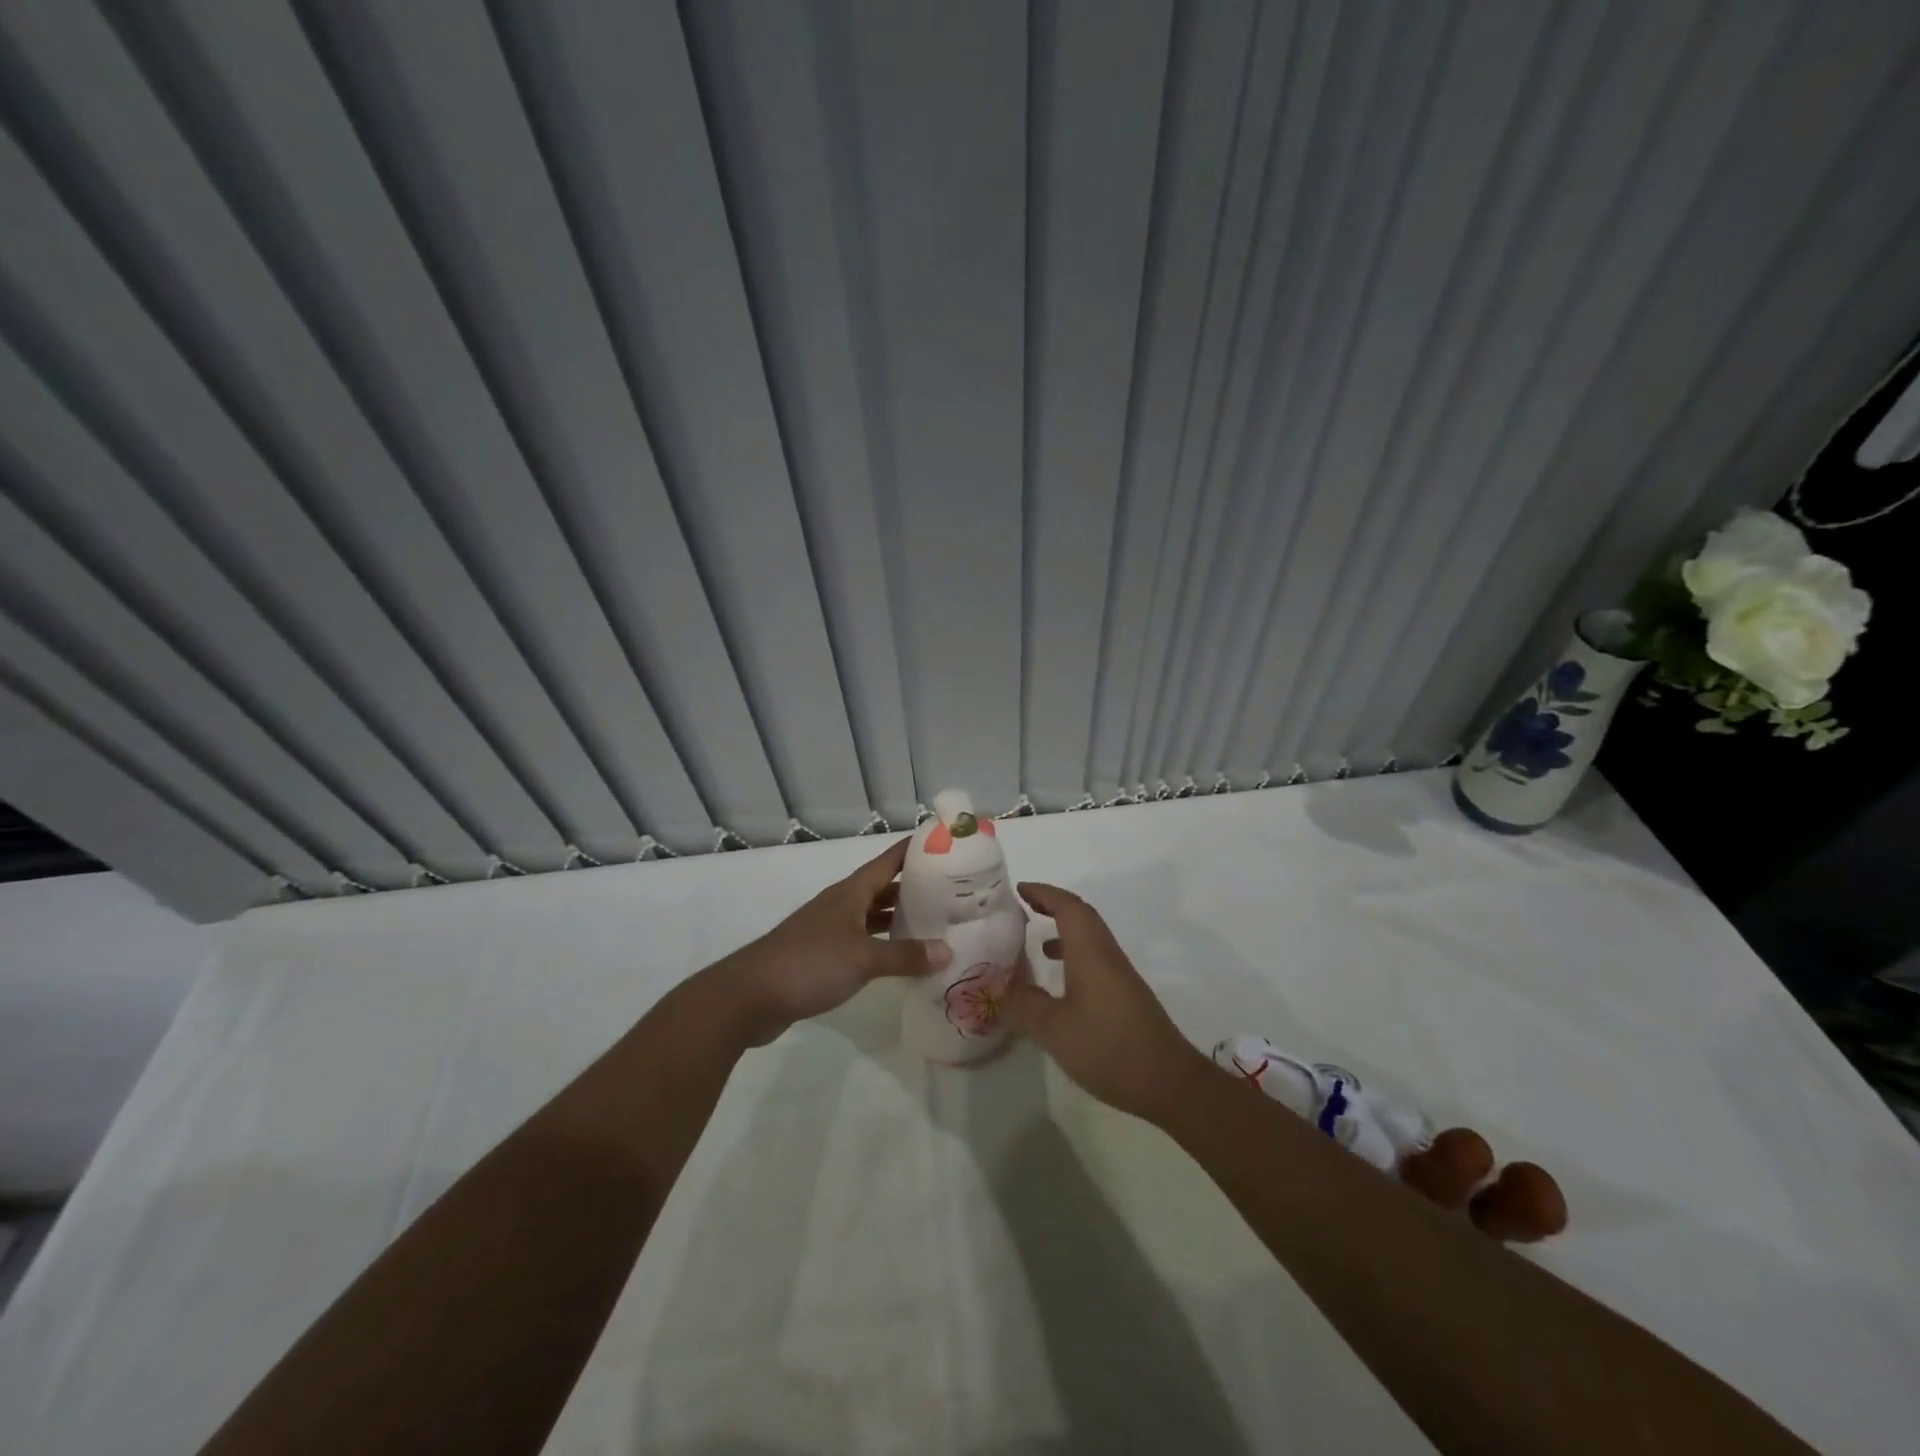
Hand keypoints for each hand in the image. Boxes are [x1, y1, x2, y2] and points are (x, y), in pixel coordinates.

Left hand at [716, 837, 950, 1045]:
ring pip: (872, 915)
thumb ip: (905, 955)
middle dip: (914, 886)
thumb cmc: (810, 964)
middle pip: (882, 887)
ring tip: (933, 922)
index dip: (915, 850)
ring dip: (898, 917)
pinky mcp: (820, 956)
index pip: (889, 861)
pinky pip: (861, 941)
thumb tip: (948, 951)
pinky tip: (898, 958)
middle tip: (952, 889)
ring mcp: (828, 930)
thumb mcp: (864, 958)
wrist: (750, 996)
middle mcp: (841, 904)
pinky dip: (881, 944)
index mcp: (850, 893)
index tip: (946, 843)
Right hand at [1001, 882, 1210, 1121]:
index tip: (1019, 889)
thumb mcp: (1054, 1030)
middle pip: (1082, 916)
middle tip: (1024, 907)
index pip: (1068, 907)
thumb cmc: (1108, 1048)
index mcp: (1090, 953)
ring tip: (1036, 943)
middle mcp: (1107, 955)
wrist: (1169, 1082)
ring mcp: (1120, 976)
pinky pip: (1095, 959)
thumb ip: (1025, 1005)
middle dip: (1053, 905)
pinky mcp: (1126, 996)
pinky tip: (1061, 983)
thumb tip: (1004, 988)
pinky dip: (1074, 956)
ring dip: (1064, 931)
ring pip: (1090, 938)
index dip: (1043, 893)